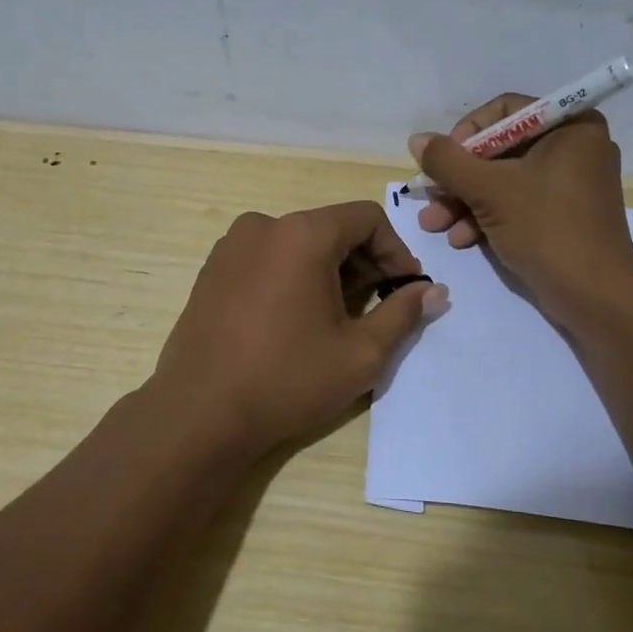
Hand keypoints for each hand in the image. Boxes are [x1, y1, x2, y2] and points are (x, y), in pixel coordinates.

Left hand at [153, 201, 447, 455]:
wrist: (199, 414)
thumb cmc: (287, 380)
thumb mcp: (360, 353)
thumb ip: (403, 314)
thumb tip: (433, 291)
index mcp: (301, 234)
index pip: (366, 217)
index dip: (396, 250)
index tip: (405, 289)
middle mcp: (263, 226)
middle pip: (330, 228)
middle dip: (363, 261)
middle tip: (378, 305)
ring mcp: (231, 247)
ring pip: (297, 243)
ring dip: (328, 270)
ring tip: (337, 316)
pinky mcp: (211, 270)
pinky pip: (266, 258)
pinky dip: (292, 276)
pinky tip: (294, 319)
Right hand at [409, 94, 632, 325]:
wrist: (595, 297)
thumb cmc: (547, 228)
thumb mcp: (489, 190)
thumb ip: (448, 161)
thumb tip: (416, 139)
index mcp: (571, 126)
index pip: (505, 111)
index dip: (467, 133)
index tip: (442, 161)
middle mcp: (573, 147)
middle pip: (500, 149)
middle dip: (459, 178)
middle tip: (429, 197)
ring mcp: (569, 184)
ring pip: (503, 181)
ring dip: (464, 202)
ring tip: (434, 226)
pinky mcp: (562, 216)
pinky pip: (517, 204)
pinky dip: (487, 217)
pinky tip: (460, 239)